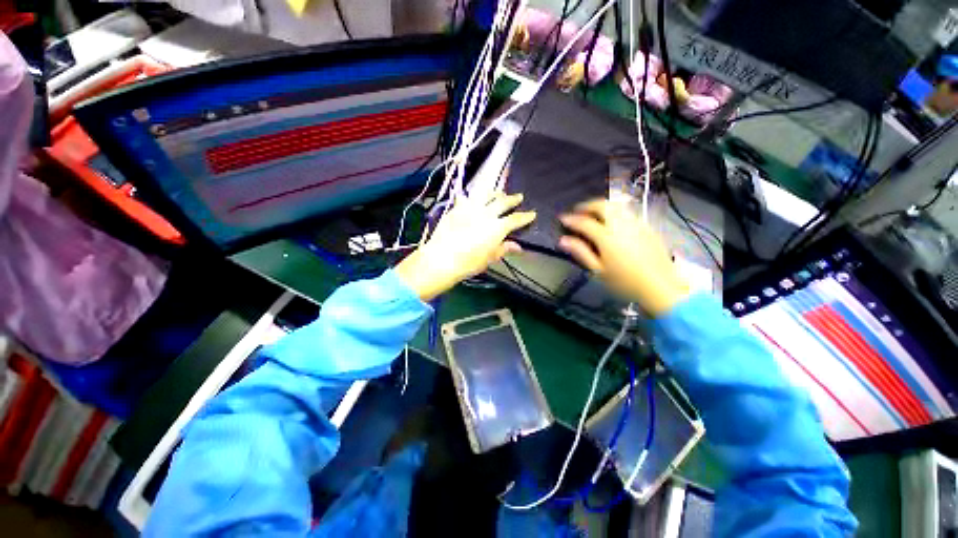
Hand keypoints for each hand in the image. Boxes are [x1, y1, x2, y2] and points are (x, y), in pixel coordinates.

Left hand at [395, 192, 535, 300]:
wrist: (442, 258)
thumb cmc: (468, 263)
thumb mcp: (489, 258)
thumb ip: (503, 249)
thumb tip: (517, 246)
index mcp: (497, 227)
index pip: (515, 219)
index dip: (525, 216)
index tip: (532, 213)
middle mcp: (486, 214)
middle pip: (502, 202)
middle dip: (512, 199)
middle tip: (518, 196)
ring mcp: (470, 209)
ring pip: (485, 195)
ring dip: (494, 193)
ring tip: (499, 192)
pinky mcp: (456, 209)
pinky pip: (465, 198)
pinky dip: (469, 196)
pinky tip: (469, 196)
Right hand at [559, 199, 689, 315]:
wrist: (661, 286)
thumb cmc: (625, 282)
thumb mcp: (598, 271)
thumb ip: (581, 252)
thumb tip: (563, 240)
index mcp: (607, 237)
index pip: (584, 222)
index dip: (571, 219)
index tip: (562, 218)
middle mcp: (622, 225)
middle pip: (603, 205)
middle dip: (587, 205)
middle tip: (578, 211)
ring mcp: (637, 224)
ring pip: (617, 205)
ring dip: (602, 206)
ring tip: (593, 213)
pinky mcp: (647, 227)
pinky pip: (628, 212)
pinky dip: (615, 211)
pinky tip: (613, 221)